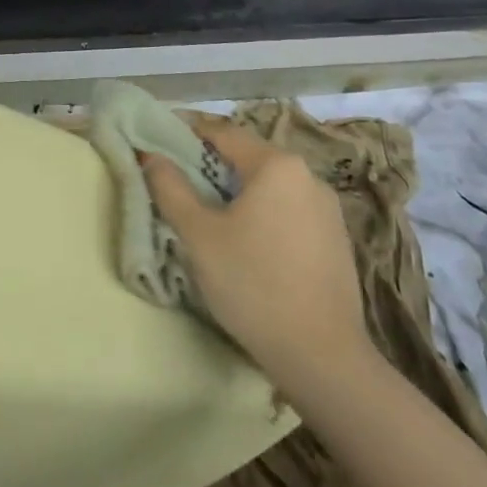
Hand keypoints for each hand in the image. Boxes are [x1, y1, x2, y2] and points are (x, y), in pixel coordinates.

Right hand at [139, 116, 370, 398]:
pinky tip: (244, 239)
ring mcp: (327, 208)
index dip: (185, 131)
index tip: (156, 138)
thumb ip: (170, 187)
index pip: (221, 131)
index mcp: (276, 165)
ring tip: (205, 211)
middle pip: (246, 156)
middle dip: (208, 162)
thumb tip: (151, 156)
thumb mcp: (198, 234)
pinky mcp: (335, 239)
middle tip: (174, 179)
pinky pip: (287, 208)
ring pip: (268, 184)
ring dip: (235, 189)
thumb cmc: (252, 284)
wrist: (322, 356)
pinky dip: (260, 211)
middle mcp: (308, 176)